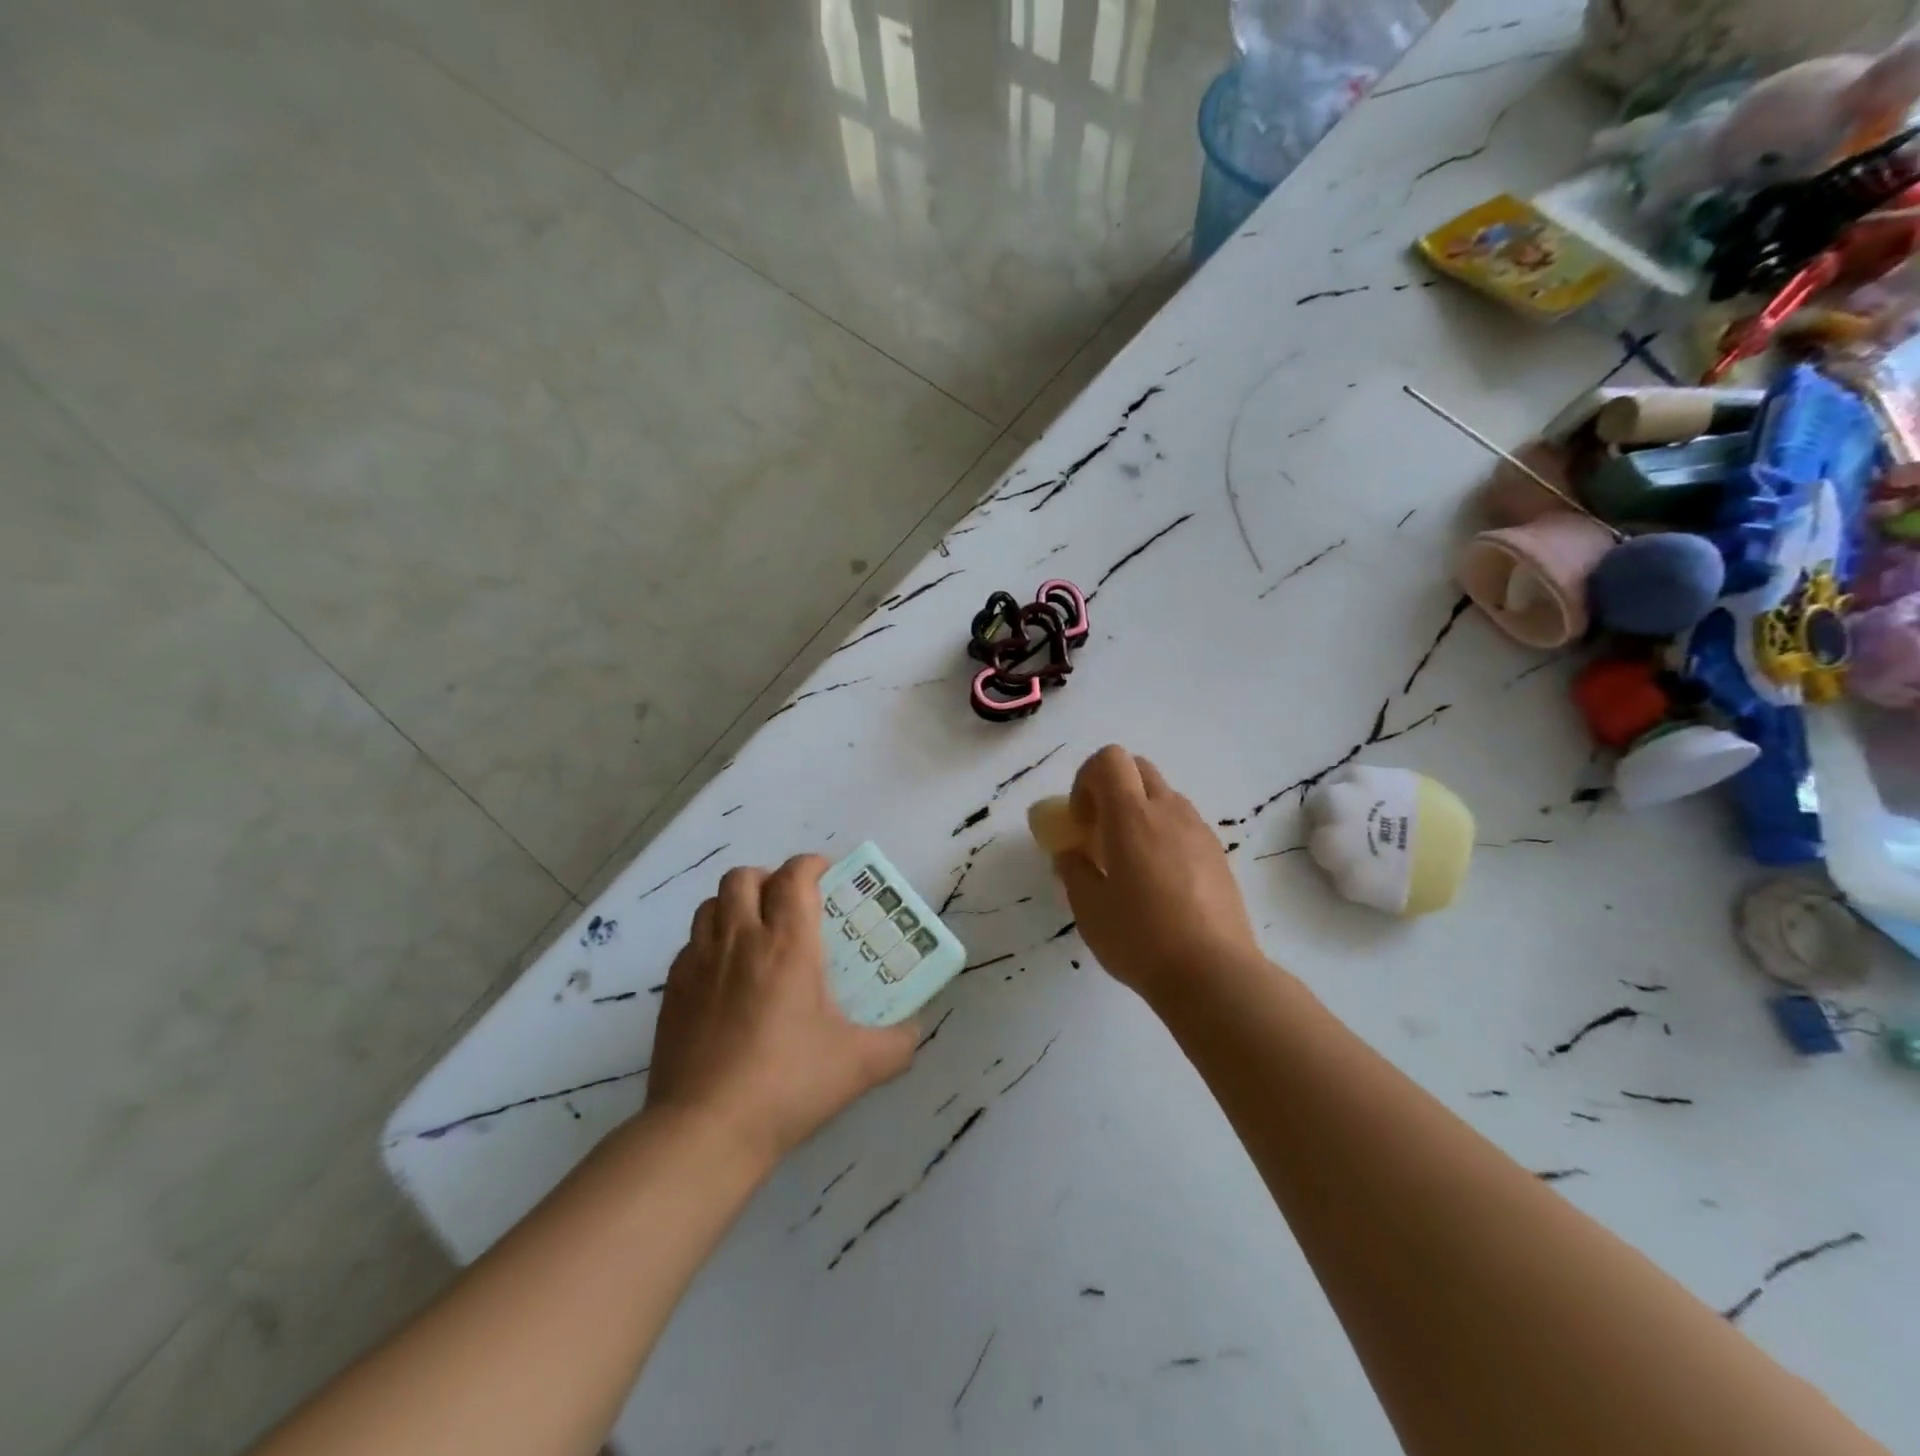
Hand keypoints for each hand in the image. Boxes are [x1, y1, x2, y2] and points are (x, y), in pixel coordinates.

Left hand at [645, 855, 917, 1164]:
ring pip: (710, 904)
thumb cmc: (788, 1084)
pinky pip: (690, 944)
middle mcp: (740, 939)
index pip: (794, 876)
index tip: (827, 876)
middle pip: (743, 877)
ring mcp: (699, 962)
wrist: (706, 1130)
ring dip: (735, 905)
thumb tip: (914, 1031)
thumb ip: (898, 1043)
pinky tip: (725, 976)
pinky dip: (710, 942)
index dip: (811, 865)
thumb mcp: (860, 1065)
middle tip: (790, 905)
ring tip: (756, 932)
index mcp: (787, 943)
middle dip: (769, 879)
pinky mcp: (672, 990)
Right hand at [1052, 747, 1262, 1001]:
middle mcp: (1168, 811)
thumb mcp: (1088, 908)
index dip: (1086, 780)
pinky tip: (1161, 881)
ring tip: (1131, 861)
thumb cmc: (1140, 938)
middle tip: (1101, 832)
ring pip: (1164, 796)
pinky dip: (1165, 834)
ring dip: (1140, 811)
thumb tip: (1071, 853)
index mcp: (1131, 816)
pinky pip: (1185, 824)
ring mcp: (1199, 831)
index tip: (1081, 822)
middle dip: (1112, 788)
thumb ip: (1074, 870)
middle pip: (1138, 768)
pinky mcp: (1218, 854)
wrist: (1213, 973)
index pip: (1109, 760)